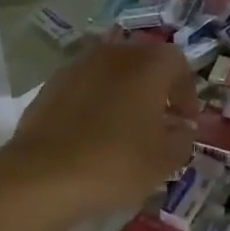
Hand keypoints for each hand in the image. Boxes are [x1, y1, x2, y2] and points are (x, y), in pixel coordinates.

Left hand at [0, 39, 198, 220]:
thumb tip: (181, 128)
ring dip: (122, 94)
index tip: (185, 120)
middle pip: (141, 62)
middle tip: (159, 121)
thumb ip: (182, 138)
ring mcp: (76, 68)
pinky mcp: (49, 87)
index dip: (185, 91)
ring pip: (109, 74)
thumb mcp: (165, 159)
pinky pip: (83, 89)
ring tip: (124, 129)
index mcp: (146, 64)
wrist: (44, 175)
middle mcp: (111, 55)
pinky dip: (93, 104)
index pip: (177, 63)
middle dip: (154, 88)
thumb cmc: (116, 163)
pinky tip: (92, 135)